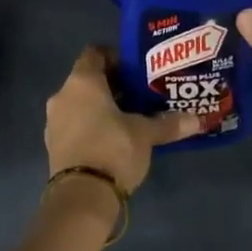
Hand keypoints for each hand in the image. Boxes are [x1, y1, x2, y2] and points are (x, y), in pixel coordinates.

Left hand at [45, 46, 201, 193]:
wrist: (81, 197)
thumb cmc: (113, 148)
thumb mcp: (145, 134)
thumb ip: (168, 124)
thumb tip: (198, 120)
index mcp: (82, 81)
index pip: (95, 53)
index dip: (115, 57)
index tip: (136, 70)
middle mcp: (63, 95)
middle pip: (88, 80)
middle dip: (113, 86)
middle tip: (139, 95)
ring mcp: (54, 122)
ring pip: (80, 104)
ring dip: (100, 108)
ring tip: (129, 119)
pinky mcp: (53, 146)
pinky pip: (74, 125)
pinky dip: (90, 126)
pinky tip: (112, 140)